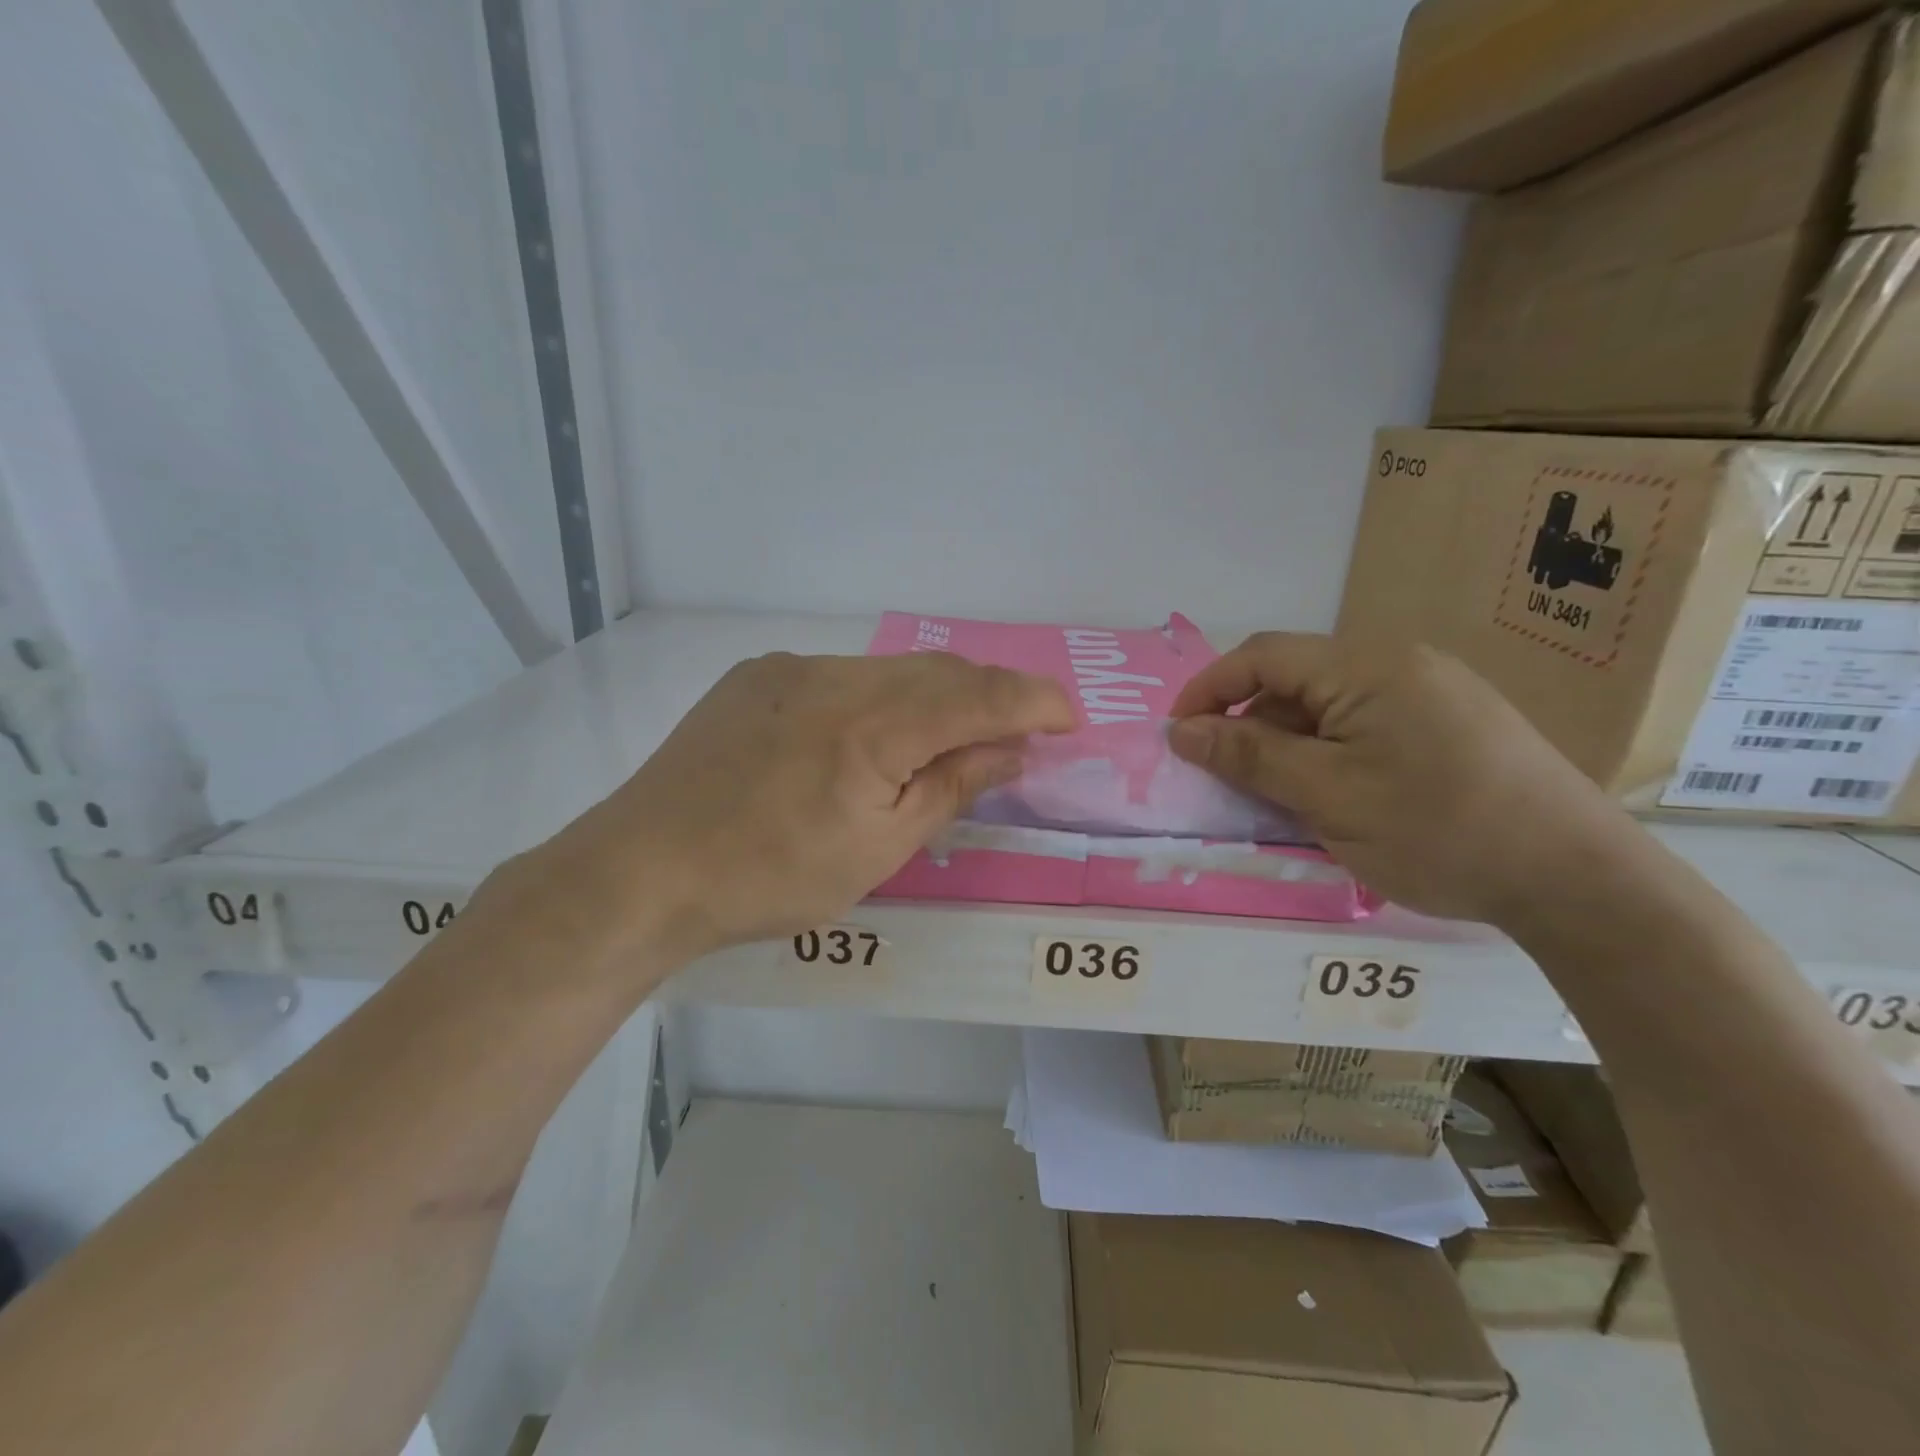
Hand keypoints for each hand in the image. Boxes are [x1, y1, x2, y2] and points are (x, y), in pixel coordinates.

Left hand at [530, 651, 1074, 960]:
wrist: (643, 870)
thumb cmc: (769, 878)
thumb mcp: (878, 850)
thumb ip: (950, 787)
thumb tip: (1009, 750)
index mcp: (871, 726)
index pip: (976, 695)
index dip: (1032, 700)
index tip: (1068, 716)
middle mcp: (835, 677)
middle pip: (938, 670)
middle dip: (990, 694)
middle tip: (1017, 731)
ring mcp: (790, 669)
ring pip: (889, 669)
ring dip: (933, 696)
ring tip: (948, 737)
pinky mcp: (757, 676)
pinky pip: (843, 675)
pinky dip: (880, 697)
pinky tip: (871, 737)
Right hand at [1168, 633, 1634, 924]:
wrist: (1578, 878)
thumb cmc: (1438, 830)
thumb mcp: (1327, 796)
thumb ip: (1249, 756)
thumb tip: (1182, 731)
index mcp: (1367, 667)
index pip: (1262, 656)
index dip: (1209, 689)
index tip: (1178, 737)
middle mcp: (1399, 663)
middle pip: (1295, 679)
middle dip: (1249, 723)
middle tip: (1228, 779)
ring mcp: (1432, 692)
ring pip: (1329, 706)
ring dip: (1289, 743)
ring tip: (1280, 797)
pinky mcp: (1452, 723)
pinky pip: (1365, 724)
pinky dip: (1329, 752)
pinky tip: (1334, 796)